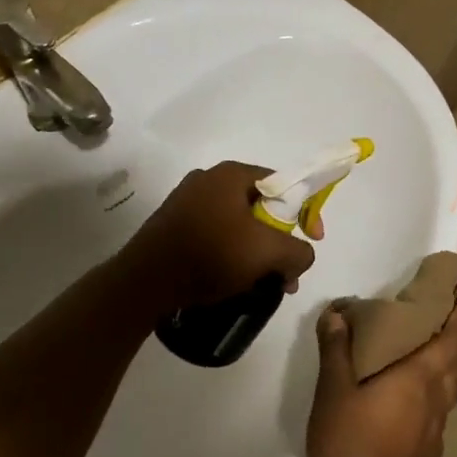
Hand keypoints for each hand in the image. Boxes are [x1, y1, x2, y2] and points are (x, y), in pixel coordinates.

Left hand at [113, 161, 315, 318]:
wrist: (143, 283)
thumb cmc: (210, 255)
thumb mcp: (268, 252)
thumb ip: (298, 251)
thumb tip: (302, 256)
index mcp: (232, 174)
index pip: (283, 184)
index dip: (305, 210)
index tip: (313, 239)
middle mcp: (209, 179)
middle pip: (262, 206)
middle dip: (280, 240)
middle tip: (286, 270)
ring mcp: (187, 201)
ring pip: (239, 223)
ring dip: (258, 251)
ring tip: (263, 282)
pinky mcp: (173, 224)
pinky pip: (216, 233)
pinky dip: (232, 253)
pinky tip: (233, 279)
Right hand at [306, 295, 456, 456]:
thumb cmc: (351, 442)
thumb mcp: (333, 391)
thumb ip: (336, 349)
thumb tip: (336, 313)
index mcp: (421, 376)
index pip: (453, 338)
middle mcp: (437, 400)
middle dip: (455, 339)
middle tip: (441, 322)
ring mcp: (437, 431)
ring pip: (451, 390)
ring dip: (447, 368)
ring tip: (427, 357)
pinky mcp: (430, 456)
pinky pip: (439, 414)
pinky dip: (433, 397)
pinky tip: (411, 403)